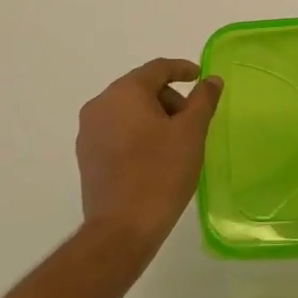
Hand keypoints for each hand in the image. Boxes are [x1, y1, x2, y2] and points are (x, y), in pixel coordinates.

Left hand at [75, 58, 222, 251]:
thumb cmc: (161, 172)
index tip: (201, 78)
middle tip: (193, 121)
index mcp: (124, 92)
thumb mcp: (192, 131)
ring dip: (154, 117)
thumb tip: (211, 80)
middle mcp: (100, 105)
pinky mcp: (86, 156)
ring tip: (176, 142)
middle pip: (141, 88)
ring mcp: (88, 132)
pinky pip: (117, 131)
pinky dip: (138, 133)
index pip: (157, 68)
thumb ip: (203, 99)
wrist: (122, 228)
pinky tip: (155, 156)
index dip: (182, 69)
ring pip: (128, 110)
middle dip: (169, 98)